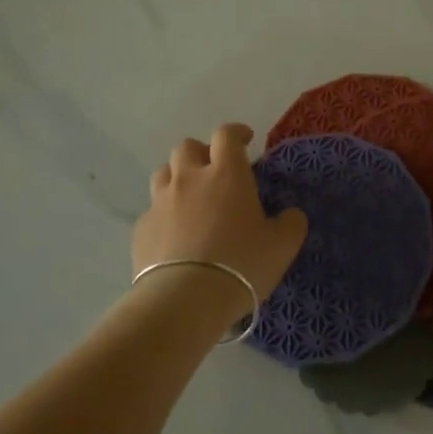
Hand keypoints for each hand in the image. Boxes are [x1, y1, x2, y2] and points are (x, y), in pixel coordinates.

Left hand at [132, 124, 307, 322]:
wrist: (185, 300)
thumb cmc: (241, 264)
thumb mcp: (282, 245)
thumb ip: (291, 223)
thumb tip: (290, 214)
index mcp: (226, 174)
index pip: (226, 134)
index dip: (236, 133)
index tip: (246, 140)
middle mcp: (189, 179)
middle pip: (187, 147)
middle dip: (202, 153)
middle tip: (215, 172)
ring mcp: (160, 202)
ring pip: (163, 173)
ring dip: (178, 178)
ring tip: (191, 199)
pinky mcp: (141, 229)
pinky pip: (152, 211)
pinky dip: (164, 215)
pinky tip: (175, 235)